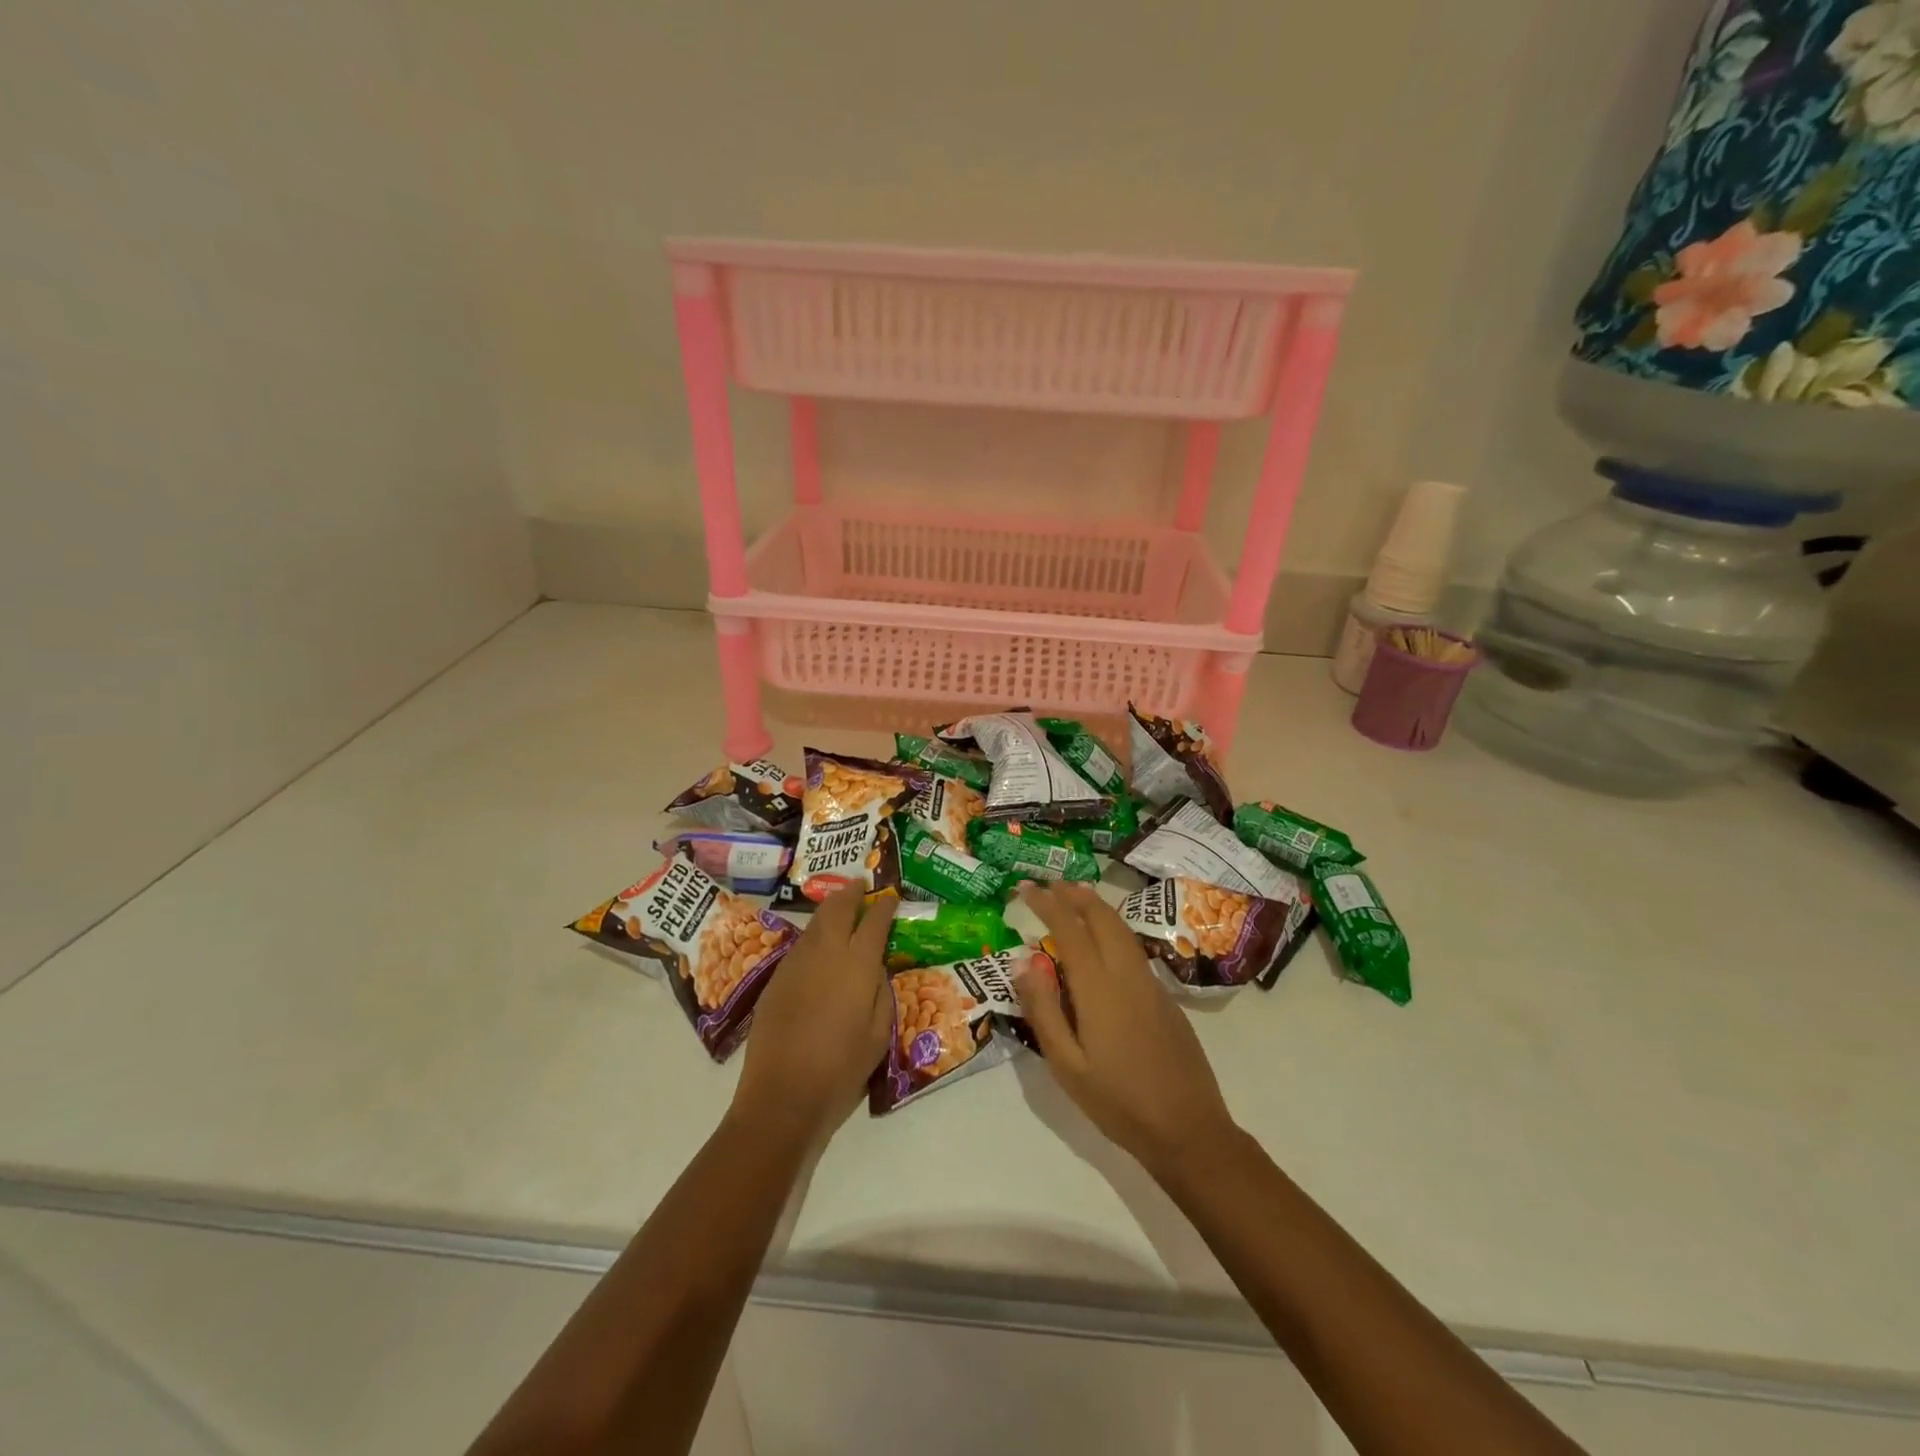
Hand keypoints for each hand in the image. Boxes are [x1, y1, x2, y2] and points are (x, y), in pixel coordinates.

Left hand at [731, 888, 897, 1144]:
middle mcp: (825, 953)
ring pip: (815, 923)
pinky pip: (800, 945)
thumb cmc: (841, 1069)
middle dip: (851, 893)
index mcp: (857, 964)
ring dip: (830, 910)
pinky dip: (814, 934)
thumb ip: (881, 992)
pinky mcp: (776, 979)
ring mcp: (796, 963)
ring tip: (841, 907)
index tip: (891, 896)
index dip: (884, 906)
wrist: (781, 1097)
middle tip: (861, 886)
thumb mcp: (879, 1034)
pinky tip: (819, 944)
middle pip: (837, 908)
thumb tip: (875, 969)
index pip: (874, 921)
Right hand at [1015, 882, 1234, 1178]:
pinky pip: (1133, 948)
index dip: (1047, 904)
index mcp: (1099, 987)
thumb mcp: (1067, 1065)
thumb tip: (1024, 961)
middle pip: (1102, 918)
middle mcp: (1127, 974)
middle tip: (1051, 884)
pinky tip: (1104, 940)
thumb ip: (1044, 1009)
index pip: (1069, 929)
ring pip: (1122, 930)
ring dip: (1097, 907)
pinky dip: (1113, 928)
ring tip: (1076, 896)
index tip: (1027, 888)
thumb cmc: (1118, 1102)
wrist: (1189, 1129)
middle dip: (1075, 895)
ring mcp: (1151, 984)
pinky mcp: (1165, 997)